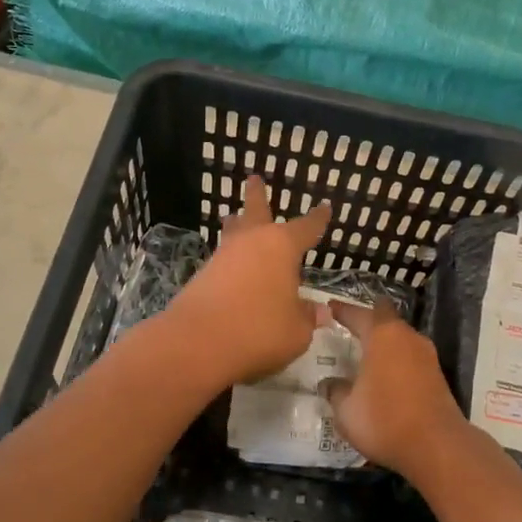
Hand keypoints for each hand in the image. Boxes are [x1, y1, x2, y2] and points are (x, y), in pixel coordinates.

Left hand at [161, 175, 331, 387]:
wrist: (196, 343)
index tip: (325, 207)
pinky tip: (232, 267)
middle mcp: (251, 243)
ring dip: (237, 223)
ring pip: (233, 233)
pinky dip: (230, 259)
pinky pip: (223, 260)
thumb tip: (318, 311)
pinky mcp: (202, 276)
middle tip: (254, 178)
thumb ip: (307, 317)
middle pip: (255, 211)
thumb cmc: (259, 330)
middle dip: (257, 195)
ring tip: (235, 217)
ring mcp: (223, 257)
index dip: (317, 219)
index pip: (306, 228)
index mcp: (281, 246)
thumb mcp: (297, 331)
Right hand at [319, 302, 474, 477]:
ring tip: (366, 351)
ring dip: (385, 341)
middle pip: (385, 318)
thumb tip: (329, 383)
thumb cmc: (384, 421)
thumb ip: (336, 391)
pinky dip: (396, 359)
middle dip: (368, 320)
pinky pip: (410, 356)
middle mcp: (407, 337)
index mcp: (382, 335)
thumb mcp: (347, 410)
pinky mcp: (437, 374)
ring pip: (401, 337)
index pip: (358, 314)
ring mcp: (426, 355)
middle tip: (349, 326)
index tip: (330, 307)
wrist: (437, 446)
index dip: (342, 310)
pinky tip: (385, 374)